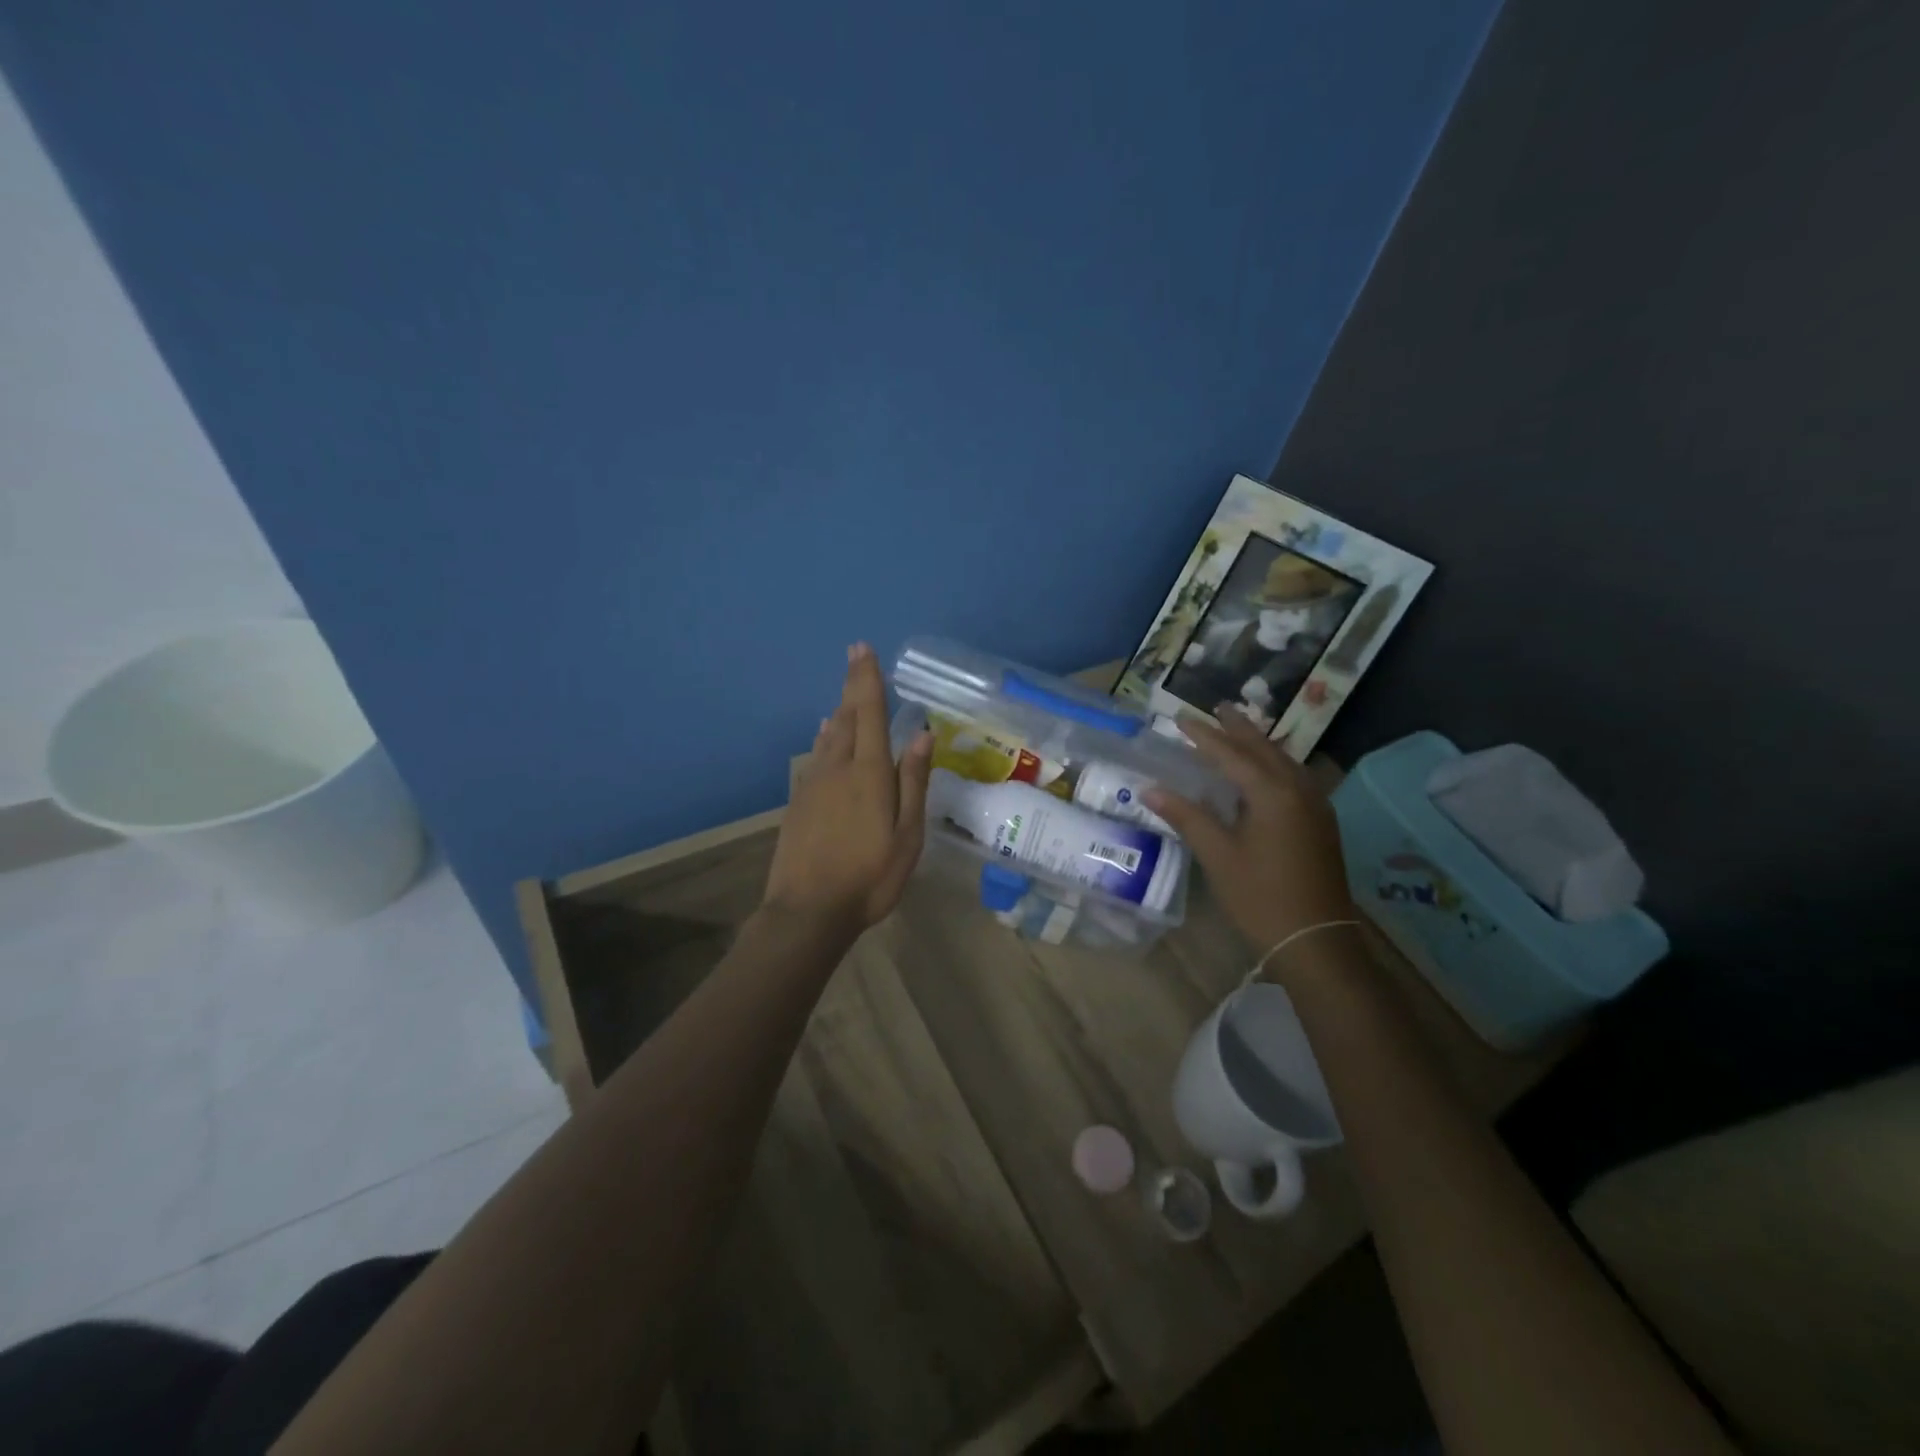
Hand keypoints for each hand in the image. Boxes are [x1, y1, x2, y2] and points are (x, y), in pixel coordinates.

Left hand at [763, 643, 932, 937]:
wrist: (807, 911)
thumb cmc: (869, 876)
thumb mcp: (907, 835)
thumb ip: (913, 782)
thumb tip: (922, 734)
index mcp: (869, 773)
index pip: (870, 713)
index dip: (867, 679)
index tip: (862, 648)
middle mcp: (838, 768)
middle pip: (847, 718)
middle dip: (853, 687)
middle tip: (855, 658)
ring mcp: (813, 784)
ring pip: (829, 736)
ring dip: (840, 711)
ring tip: (847, 696)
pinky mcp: (799, 802)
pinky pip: (815, 756)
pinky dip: (825, 738)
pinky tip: (825, 735)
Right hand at [1143, 708, 1355, 954]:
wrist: (1317, 940)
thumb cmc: (1260, 897)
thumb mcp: (1218, 856)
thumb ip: (1186, 817)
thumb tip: (1149, 790)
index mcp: (1272, 793)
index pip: (1231, 754)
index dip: (1204, 736)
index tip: (1180, 718)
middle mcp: (1298, 790)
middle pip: (1264, 749)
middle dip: (1239, 728)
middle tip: (1218, 707)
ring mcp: (1316, 806)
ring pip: (1285, 761)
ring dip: (1260, 743)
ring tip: (1240, 729)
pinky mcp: (1322, 823)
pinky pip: (1296, 777)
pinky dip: (1276, 764)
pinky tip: (1268, 770)